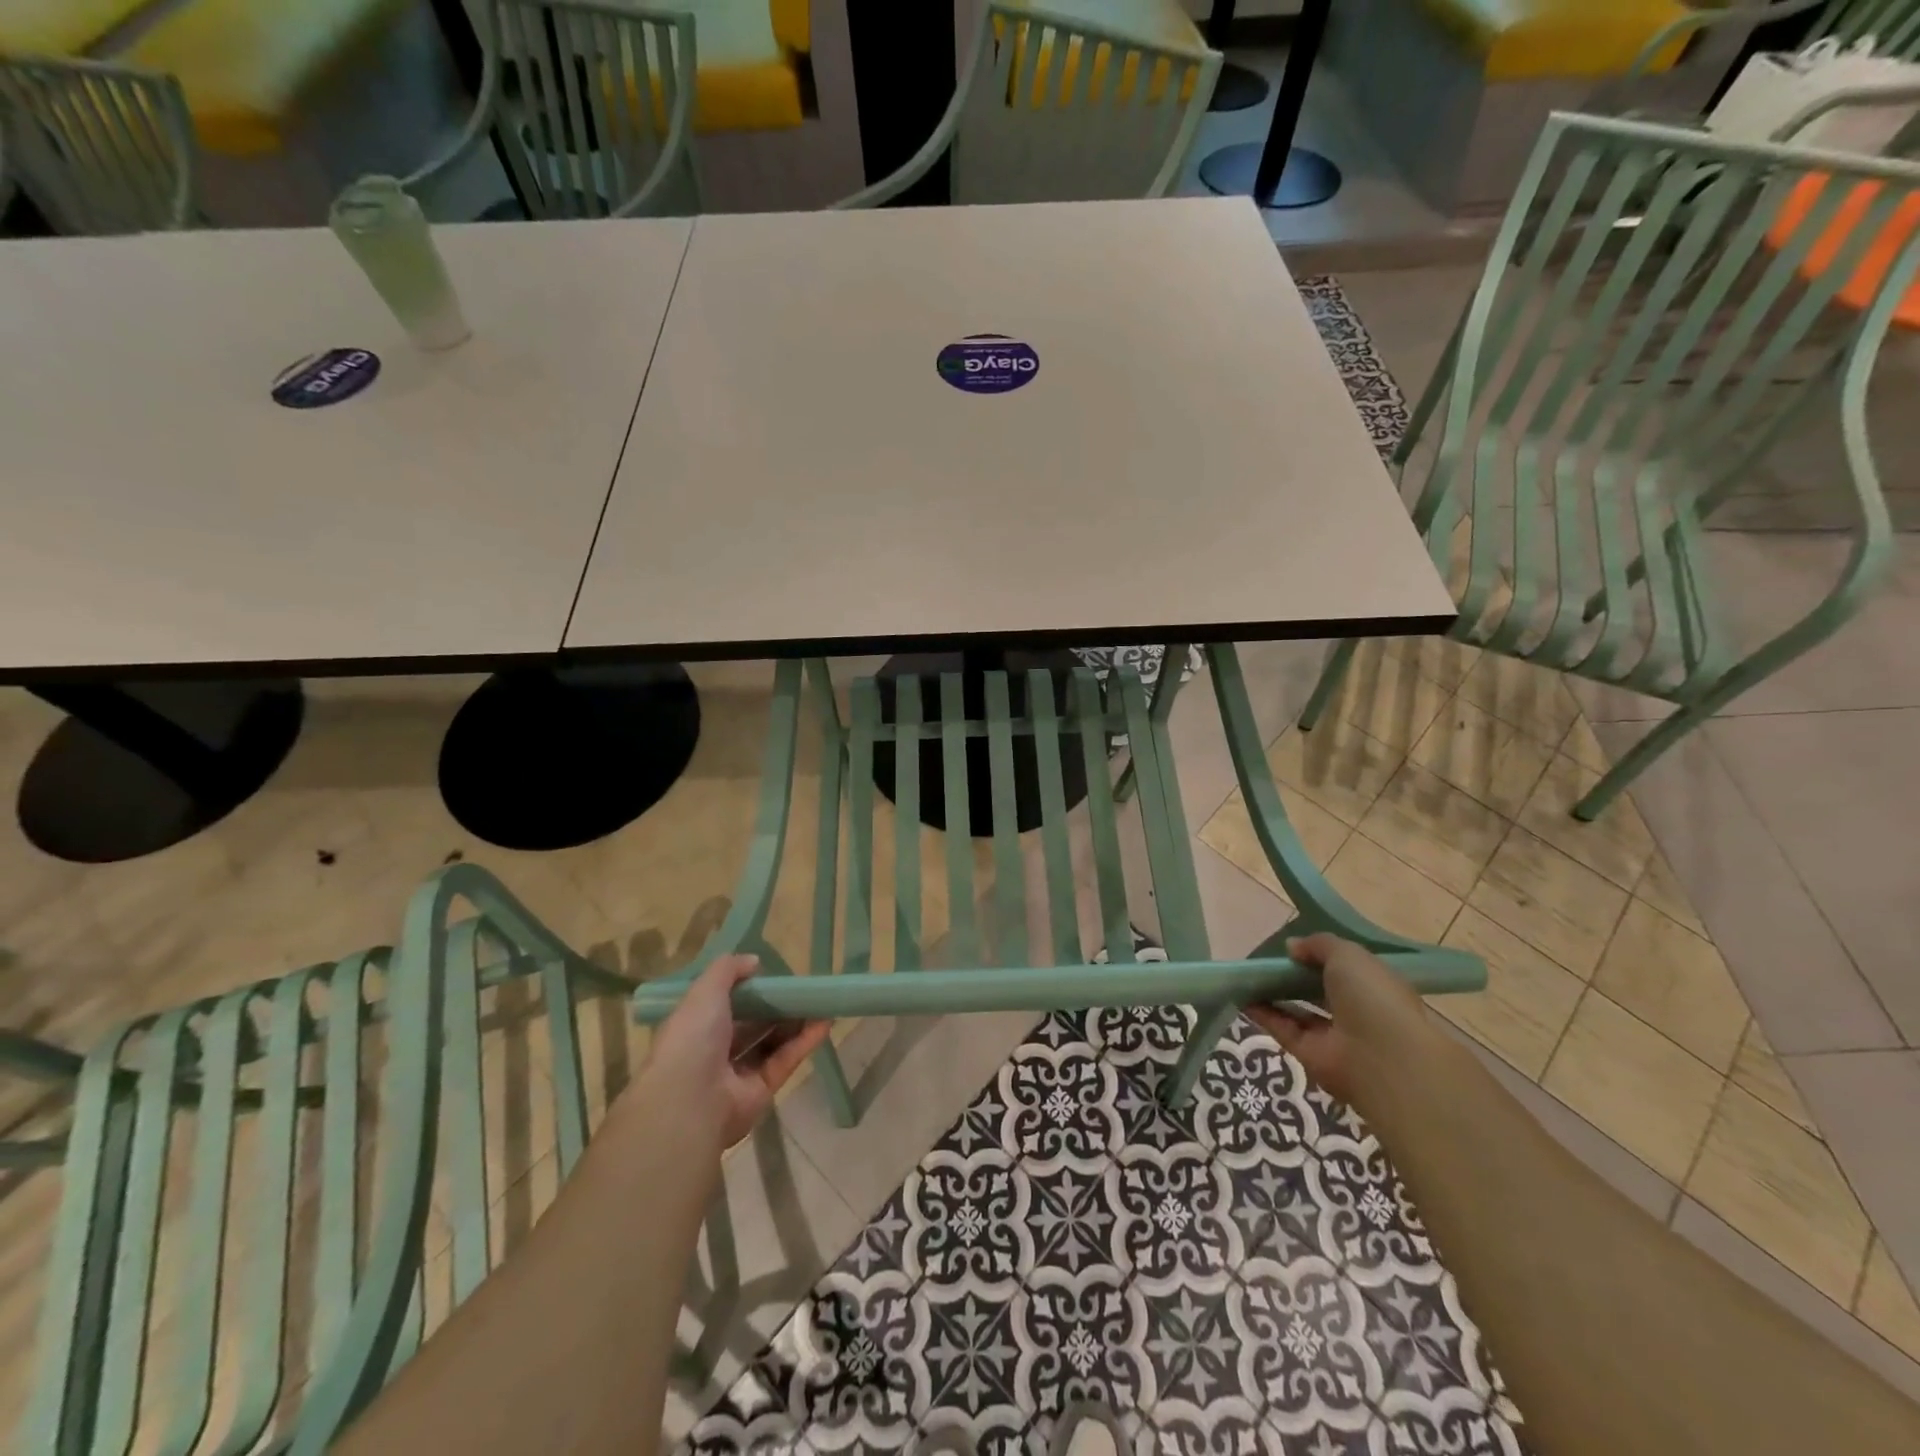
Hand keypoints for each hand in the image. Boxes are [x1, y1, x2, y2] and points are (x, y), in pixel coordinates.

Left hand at [640, 954, 831, 1148]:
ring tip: (820, 1002)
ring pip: (770, 1043)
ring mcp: (737, 1074)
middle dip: (774, 1007)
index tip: (770, 976)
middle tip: (801, 990)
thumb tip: (754, 961)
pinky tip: (824, 1023)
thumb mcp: (705, 991)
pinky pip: (784, 1062)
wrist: (690, 1102)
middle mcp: (713, 1051)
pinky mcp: (761, 1092)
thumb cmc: (692, 1038)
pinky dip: (804, 1042)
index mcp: (694, 1026)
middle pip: (750, 1025)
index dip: (746, 991)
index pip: (722, 1005)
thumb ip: (729, 970)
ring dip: (795, 1023)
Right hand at [1244, 933, 1433, 1109]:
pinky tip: (1242, 997)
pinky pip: (1283, 1029)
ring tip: (1248, 976)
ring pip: (1299, 1011)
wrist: (1381, 1057)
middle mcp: (1355, 1011)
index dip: (1320, 957)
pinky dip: (1263, 1014)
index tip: (1295, 948)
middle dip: (1294, 976)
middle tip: (1267, 961)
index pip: (1345, 969)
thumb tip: (1292, 947)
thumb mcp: (1347, 954)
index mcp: (1373, 986)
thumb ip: (1319, 945)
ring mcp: (1333, 1035)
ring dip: (1274, 994)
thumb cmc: (1372, 996)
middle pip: (1318, 990)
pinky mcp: (1310, 1054)